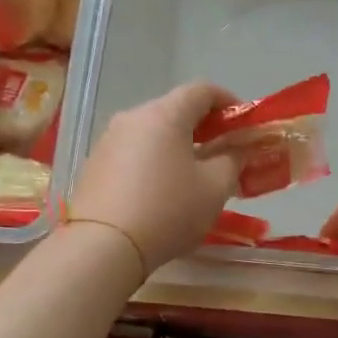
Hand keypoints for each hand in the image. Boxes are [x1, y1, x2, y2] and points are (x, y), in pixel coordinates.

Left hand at [69, 82, 243, 275]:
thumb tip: (239, 148)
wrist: (102, 247)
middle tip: (224, 151)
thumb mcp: (215, 188)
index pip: (202, 90)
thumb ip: (234, 160)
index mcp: (165, 114)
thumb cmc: (168, 211)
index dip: (229, 101)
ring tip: (194, 173)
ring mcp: (108, 140)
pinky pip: (133, 151)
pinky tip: (162, 189)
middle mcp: (133, 117)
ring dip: (178, 144)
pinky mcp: (94, 164)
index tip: (244, 124)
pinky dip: (154, 159)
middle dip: (204, 126)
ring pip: (152, 131)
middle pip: (175, 109)